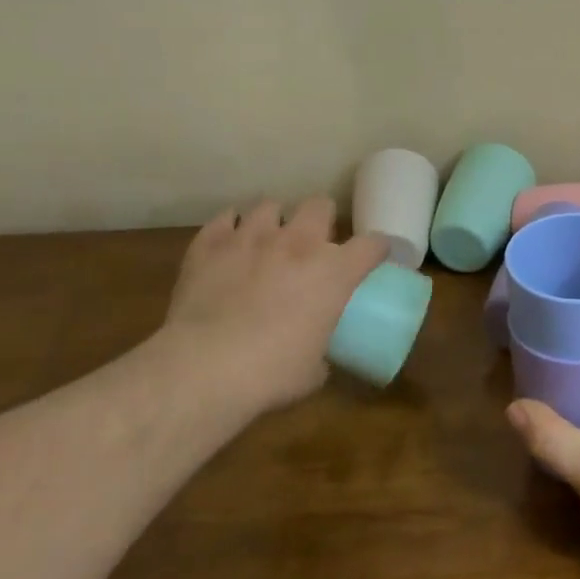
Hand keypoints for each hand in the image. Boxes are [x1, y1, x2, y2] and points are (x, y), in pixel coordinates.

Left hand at [159, 196, 387, 417]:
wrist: (204, 368)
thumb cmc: (271, 373)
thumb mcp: (313, 371)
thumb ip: (322, 351)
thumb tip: (318, 356)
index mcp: (334, 272)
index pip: (371, 244)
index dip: (375, 249)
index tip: (370, 259)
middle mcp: (297, 243)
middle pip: (320, 205)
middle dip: (320, 219)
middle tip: (312, 244)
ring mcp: (251, 237)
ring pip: (269, 206)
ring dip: (273, 222)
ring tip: (266, 241)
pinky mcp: (210, 244)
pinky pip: (224, 219)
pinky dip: (228, 229)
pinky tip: (228, 244)